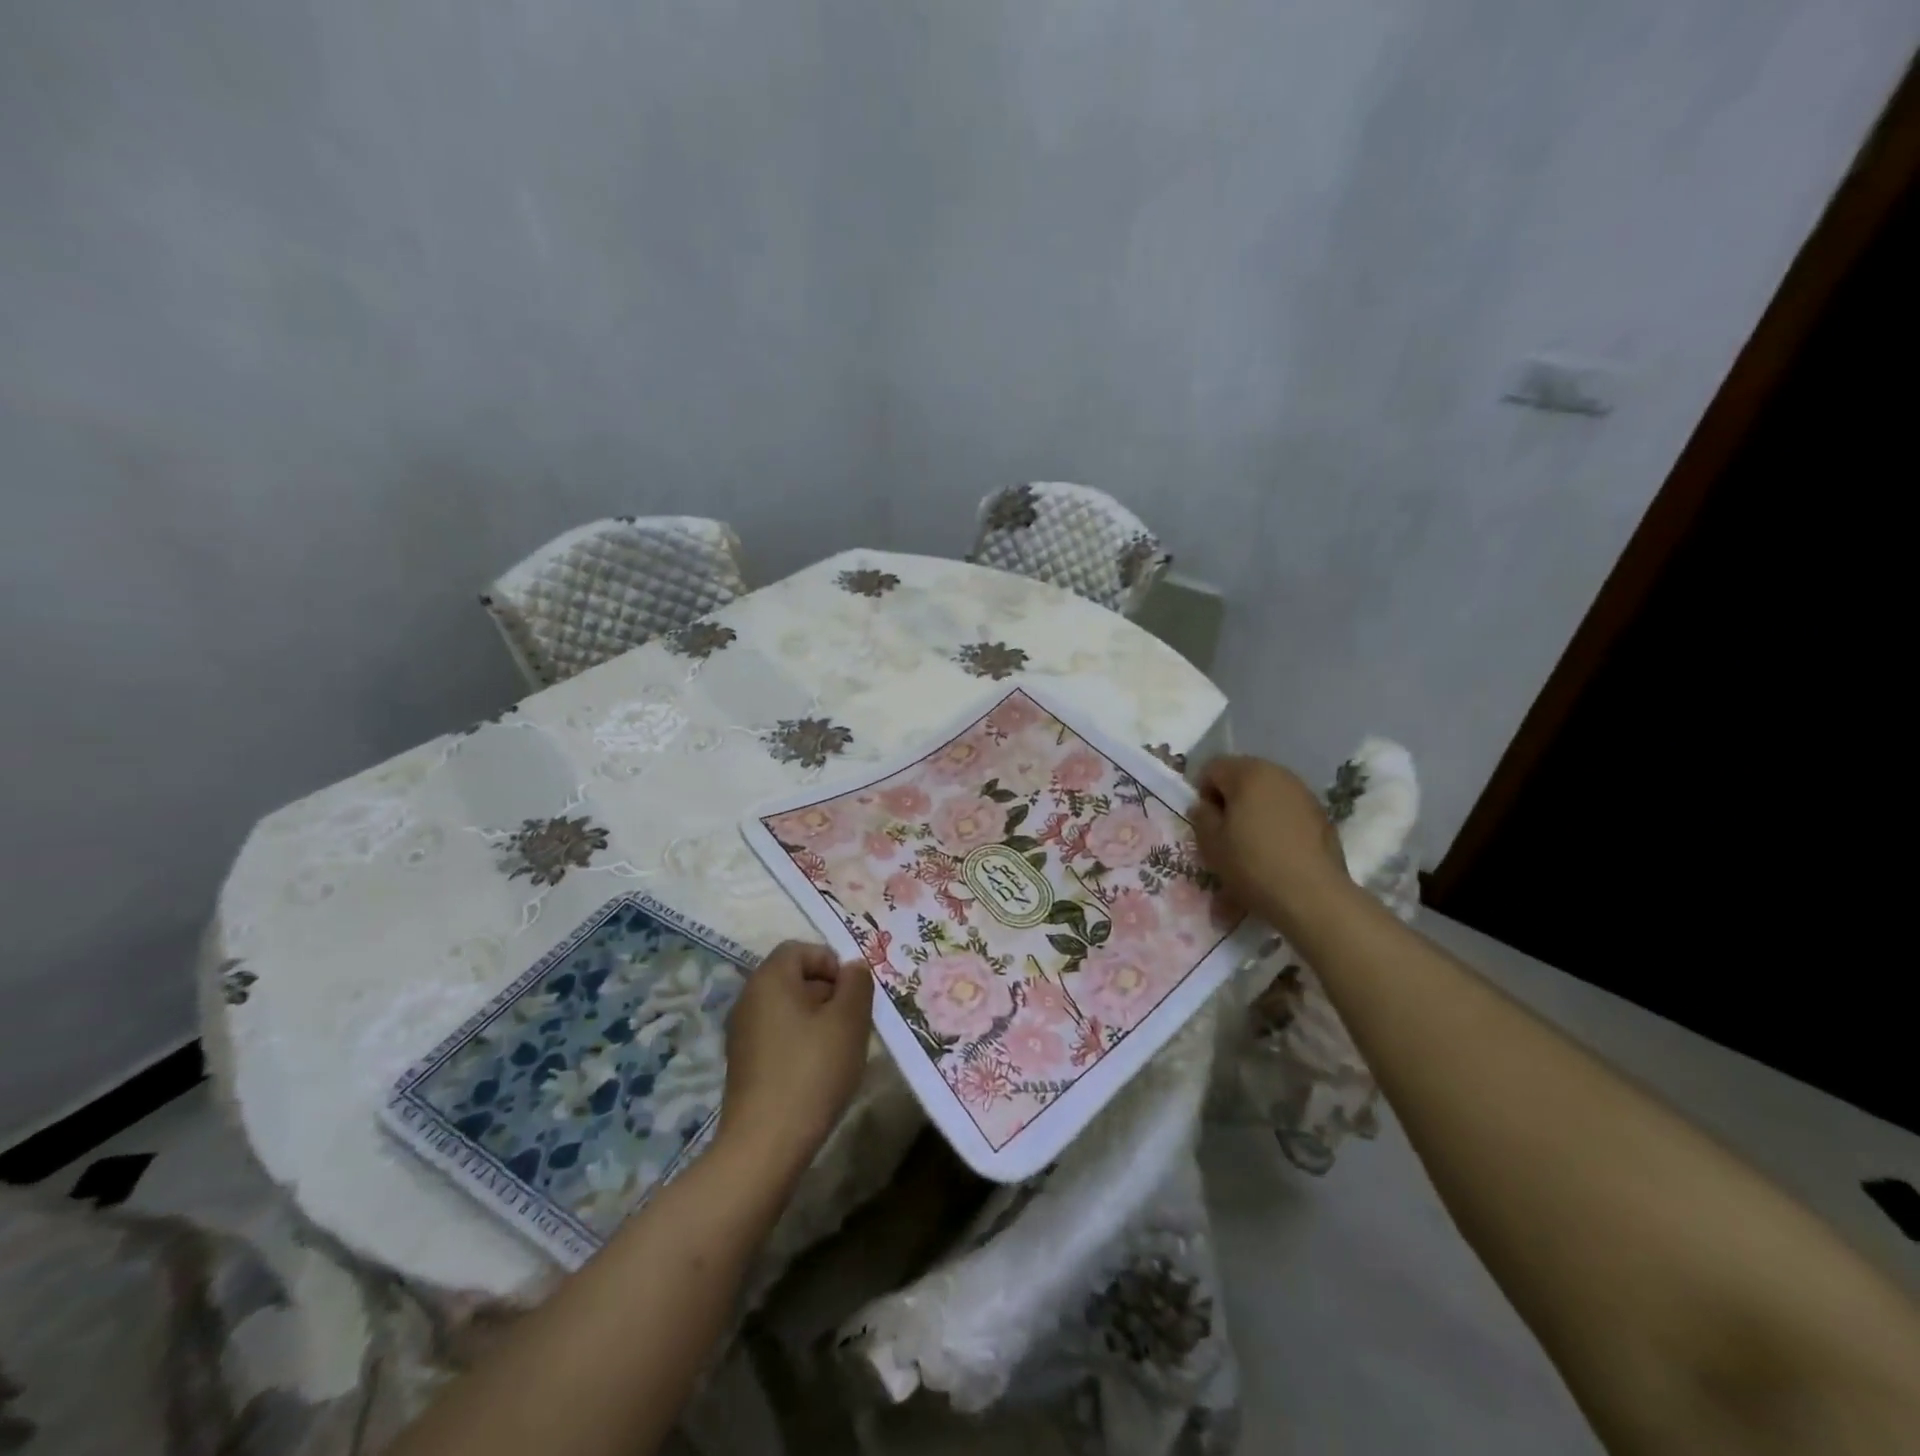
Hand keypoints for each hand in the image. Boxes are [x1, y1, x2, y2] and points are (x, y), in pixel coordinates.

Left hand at [717, 941, 872, 1172]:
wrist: (765, 1144)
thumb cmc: (812, 1070)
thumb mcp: (849, 1020)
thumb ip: (857, 984)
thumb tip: (853, 968)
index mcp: (769, 979)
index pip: (800, 949)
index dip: (831, 962)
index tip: (852, 994)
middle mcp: (749, 998)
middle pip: (794, 978)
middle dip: (828, 993)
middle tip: (853, 1022)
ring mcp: (742, 1033)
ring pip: (788, 1009)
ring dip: (817, 1020)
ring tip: (839, 1050)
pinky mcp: (744, 1063)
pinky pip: (778, 1035)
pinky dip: (801, 1043)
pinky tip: (818, 1072)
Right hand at [1190, 755, 1354, 937]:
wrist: (1312, 896)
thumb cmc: (1252, 864)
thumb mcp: (1211, 843)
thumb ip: (1201, 816)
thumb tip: (1205, 806)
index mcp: (1248, 773)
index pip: (1213, 768)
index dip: (1202, 793)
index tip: (1205, 822)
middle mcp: (1278, 774)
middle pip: (1242, 777)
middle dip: (1230, 800)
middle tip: (1225, 833)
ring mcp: (1304, 793)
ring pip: (1267, 794)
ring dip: (1253, 811)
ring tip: (1250, 844)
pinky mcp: (1321, 815)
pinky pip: (1287, 810)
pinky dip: (1276, 823)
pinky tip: (1275, 851)